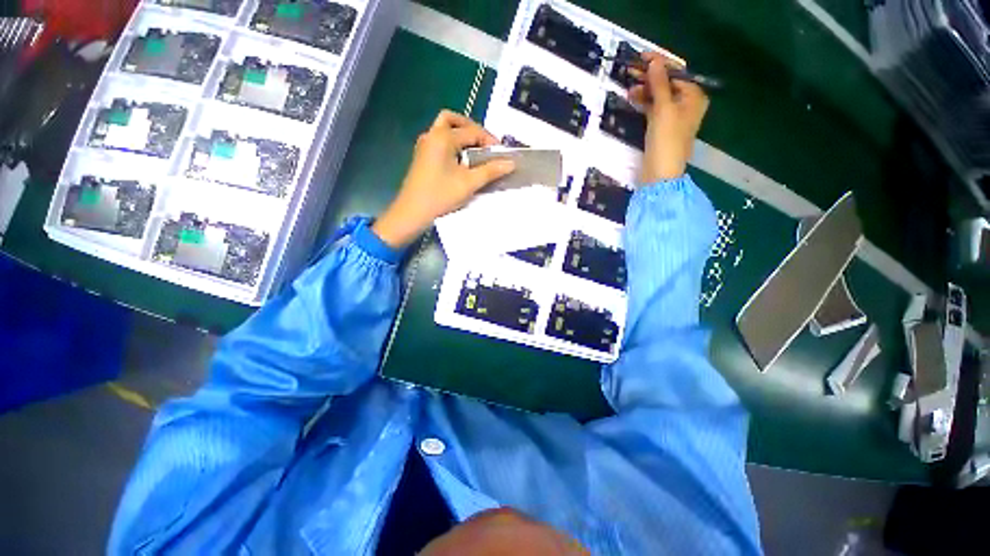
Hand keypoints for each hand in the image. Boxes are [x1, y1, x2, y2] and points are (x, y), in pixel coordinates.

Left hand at [372, 110, 515, 248]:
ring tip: (476, 152)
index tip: (501, 154)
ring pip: (444, 129)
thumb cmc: (440, 196)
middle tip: (485, 145)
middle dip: (472, 129)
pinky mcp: (422, 156)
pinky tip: (461, 161)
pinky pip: (439, 141)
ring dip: (461, 135)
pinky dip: (453, 144)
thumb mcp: (469, 183)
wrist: (412, 213)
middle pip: (453, 120)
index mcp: (443, 137)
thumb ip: (490, 171)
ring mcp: (424, 145)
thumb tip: (510, 163)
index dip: (489, 140)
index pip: (472, 131)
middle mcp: (431, 135)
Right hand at [629, 52, 709, 182]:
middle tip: (631, 71)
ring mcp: (675, 116)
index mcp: (694, 96)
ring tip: (629, 89)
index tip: (641, 58)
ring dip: (645, 90)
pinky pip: (654, 108)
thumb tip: (655, 62)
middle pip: (668, 83)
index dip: (659, 64)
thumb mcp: (664, 108)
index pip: (676, 73)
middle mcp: (687, 103)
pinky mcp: (663, 127)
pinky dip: (645, 102)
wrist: (661, 172)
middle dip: (650, 77)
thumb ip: (659, 84)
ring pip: (659, 96)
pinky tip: (633, 99)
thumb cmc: (667, 139)